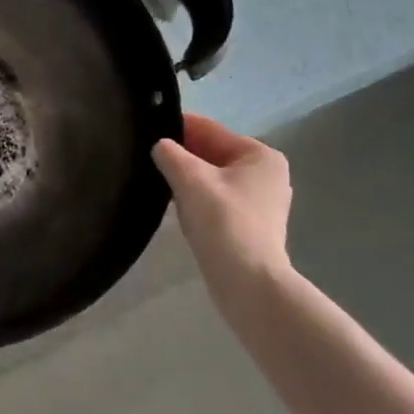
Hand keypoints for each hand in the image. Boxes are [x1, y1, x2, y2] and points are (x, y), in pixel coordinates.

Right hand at [152, 115, 294, 296]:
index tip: (146, 128)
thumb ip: (170, 154)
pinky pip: (218, 200)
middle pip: (213, 153)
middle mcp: (267, 174)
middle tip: (148, 157)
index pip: (210, 129)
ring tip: (160, 181)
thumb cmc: (223, 222)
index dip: (177, 127)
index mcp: (260, 154)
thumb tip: (160, 146)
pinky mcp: (253, 227)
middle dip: (183, 155)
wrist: (249, 286)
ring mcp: (263, 202)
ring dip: (189, 178)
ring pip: (214, 178)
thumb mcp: (190, 179)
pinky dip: (199, 199)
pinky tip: (179, 207)